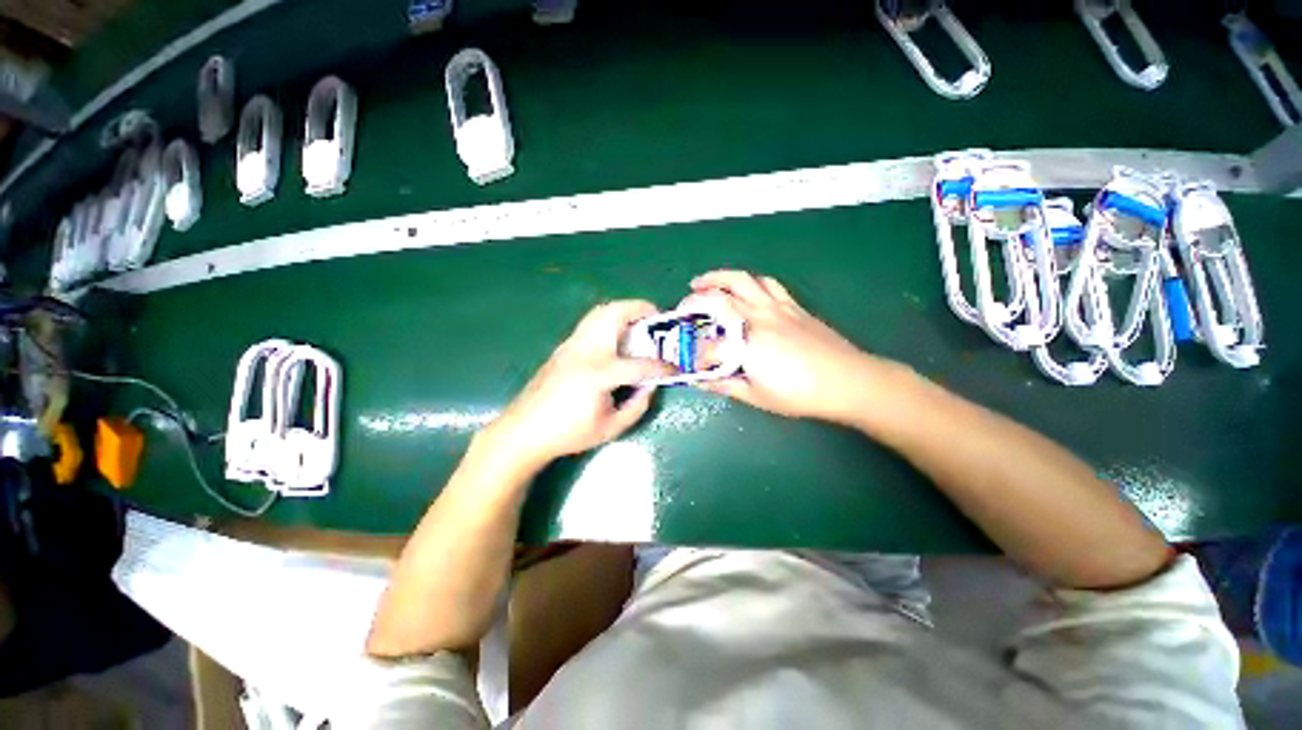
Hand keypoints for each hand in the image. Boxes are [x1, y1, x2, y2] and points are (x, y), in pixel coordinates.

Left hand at [482, 300, 673, 469]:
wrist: (524, 429)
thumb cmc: (568, 433)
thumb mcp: (611, 427)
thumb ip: (637, 405)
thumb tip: (651, 386)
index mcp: (599, 373)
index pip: (639, 364)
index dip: (661, 367)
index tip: (674, 369)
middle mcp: (586, 351)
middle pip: (615, 314)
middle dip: (641, 310)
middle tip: (657, 317)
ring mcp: (571, 344)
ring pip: (600, 312)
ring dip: (624, 310)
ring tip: (639, 322)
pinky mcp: (563, 346)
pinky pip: (591, 322)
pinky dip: (609, 319)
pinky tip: (616, 338)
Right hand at [689, 270, 906, 423]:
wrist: (846, 380)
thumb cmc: (799, 394)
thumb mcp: (757, 396)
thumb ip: (724, 385)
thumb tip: (700, 380)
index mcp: (745, 346)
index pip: (708, 345)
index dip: (695, 354)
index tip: (689, 361)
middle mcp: (756, 319)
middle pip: (717, 299)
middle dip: (694, 300)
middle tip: (683, 306)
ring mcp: (775, 307)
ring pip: (741, 280)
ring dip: (717, 278)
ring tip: (702, 282)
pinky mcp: (791, 304)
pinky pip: (767, 283)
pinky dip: (749, 282)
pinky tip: (744, 288)